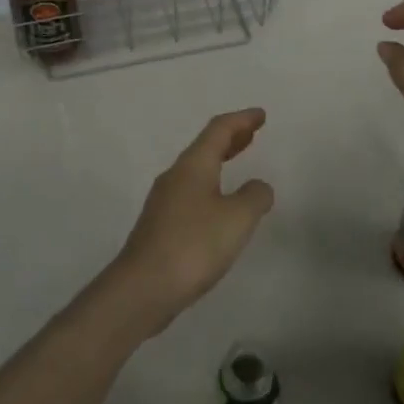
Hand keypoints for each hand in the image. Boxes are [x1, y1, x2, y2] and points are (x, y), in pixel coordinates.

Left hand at [110, 108, 275, 334]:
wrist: (142, 288)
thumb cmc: (194, 245)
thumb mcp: (237, 219)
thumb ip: (254, 197)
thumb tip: (258, 186)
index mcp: (193, 166)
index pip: (219, 130)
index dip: (242, 120)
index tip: (261, 115)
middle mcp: (175, 176)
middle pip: (205, 147)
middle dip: (230, 138)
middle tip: (252, 134)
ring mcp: (164, 202)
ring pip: (196, 170)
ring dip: (219, 161)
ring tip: (238, 163)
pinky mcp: (160, 226)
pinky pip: (191, 192)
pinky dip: (211, 185)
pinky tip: (220, 206)